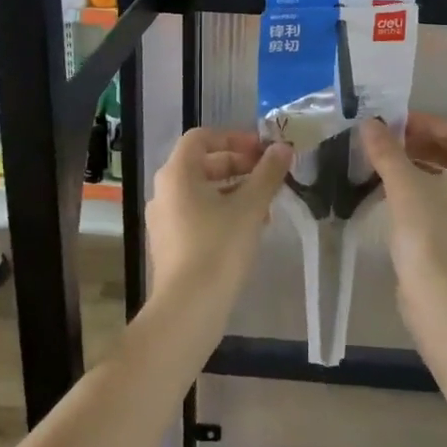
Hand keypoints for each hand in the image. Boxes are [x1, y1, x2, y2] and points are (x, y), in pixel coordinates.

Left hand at [146, 128, 292, 293]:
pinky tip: (248, 229)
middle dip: (239, 165)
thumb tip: (283, 148)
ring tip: (266, 206)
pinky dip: (222, 211)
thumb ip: (268, 174)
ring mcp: (164, 219)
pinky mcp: (169, 243)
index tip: (262, 150)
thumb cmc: (219, 248)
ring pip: (202, 191)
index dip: (234, 137)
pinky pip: (197, 214)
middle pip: (203, 163)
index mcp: (177, 174)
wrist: (189, 308)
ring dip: (234, 190)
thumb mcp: (250, 207)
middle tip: (269, 176)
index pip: (202, 137)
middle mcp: (165, 191)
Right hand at [360, 114, 446, 301]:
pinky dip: (424, 191)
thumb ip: (386, 150)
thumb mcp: (403, 183)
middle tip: (389, 144)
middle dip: (422, 144)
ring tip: (388, 168)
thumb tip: (370, 123)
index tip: (396, 125)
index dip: (427, 122)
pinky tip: (396, 198)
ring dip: (421, 167)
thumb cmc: (428, 229)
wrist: (442, 294)